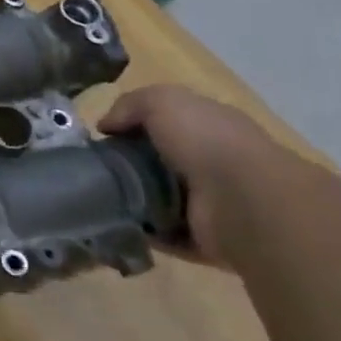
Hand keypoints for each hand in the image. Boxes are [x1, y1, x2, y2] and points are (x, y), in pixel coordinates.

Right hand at [100, 84, 285, 265]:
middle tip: (94, 171)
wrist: (246, 200)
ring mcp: (211, 203)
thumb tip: (106, 126)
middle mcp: (212, 163)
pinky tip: (118, 224)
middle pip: (159, 162)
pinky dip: (143, 232)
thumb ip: (130, 105)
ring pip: (159, 199)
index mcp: (209, 127)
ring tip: (99, 199)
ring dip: (131, 201)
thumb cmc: (206, 141)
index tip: (103, 138)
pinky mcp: (206, 238)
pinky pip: (164, 234)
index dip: (133, 127)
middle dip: (127, 167)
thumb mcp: (162, 101)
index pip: (167, 124)